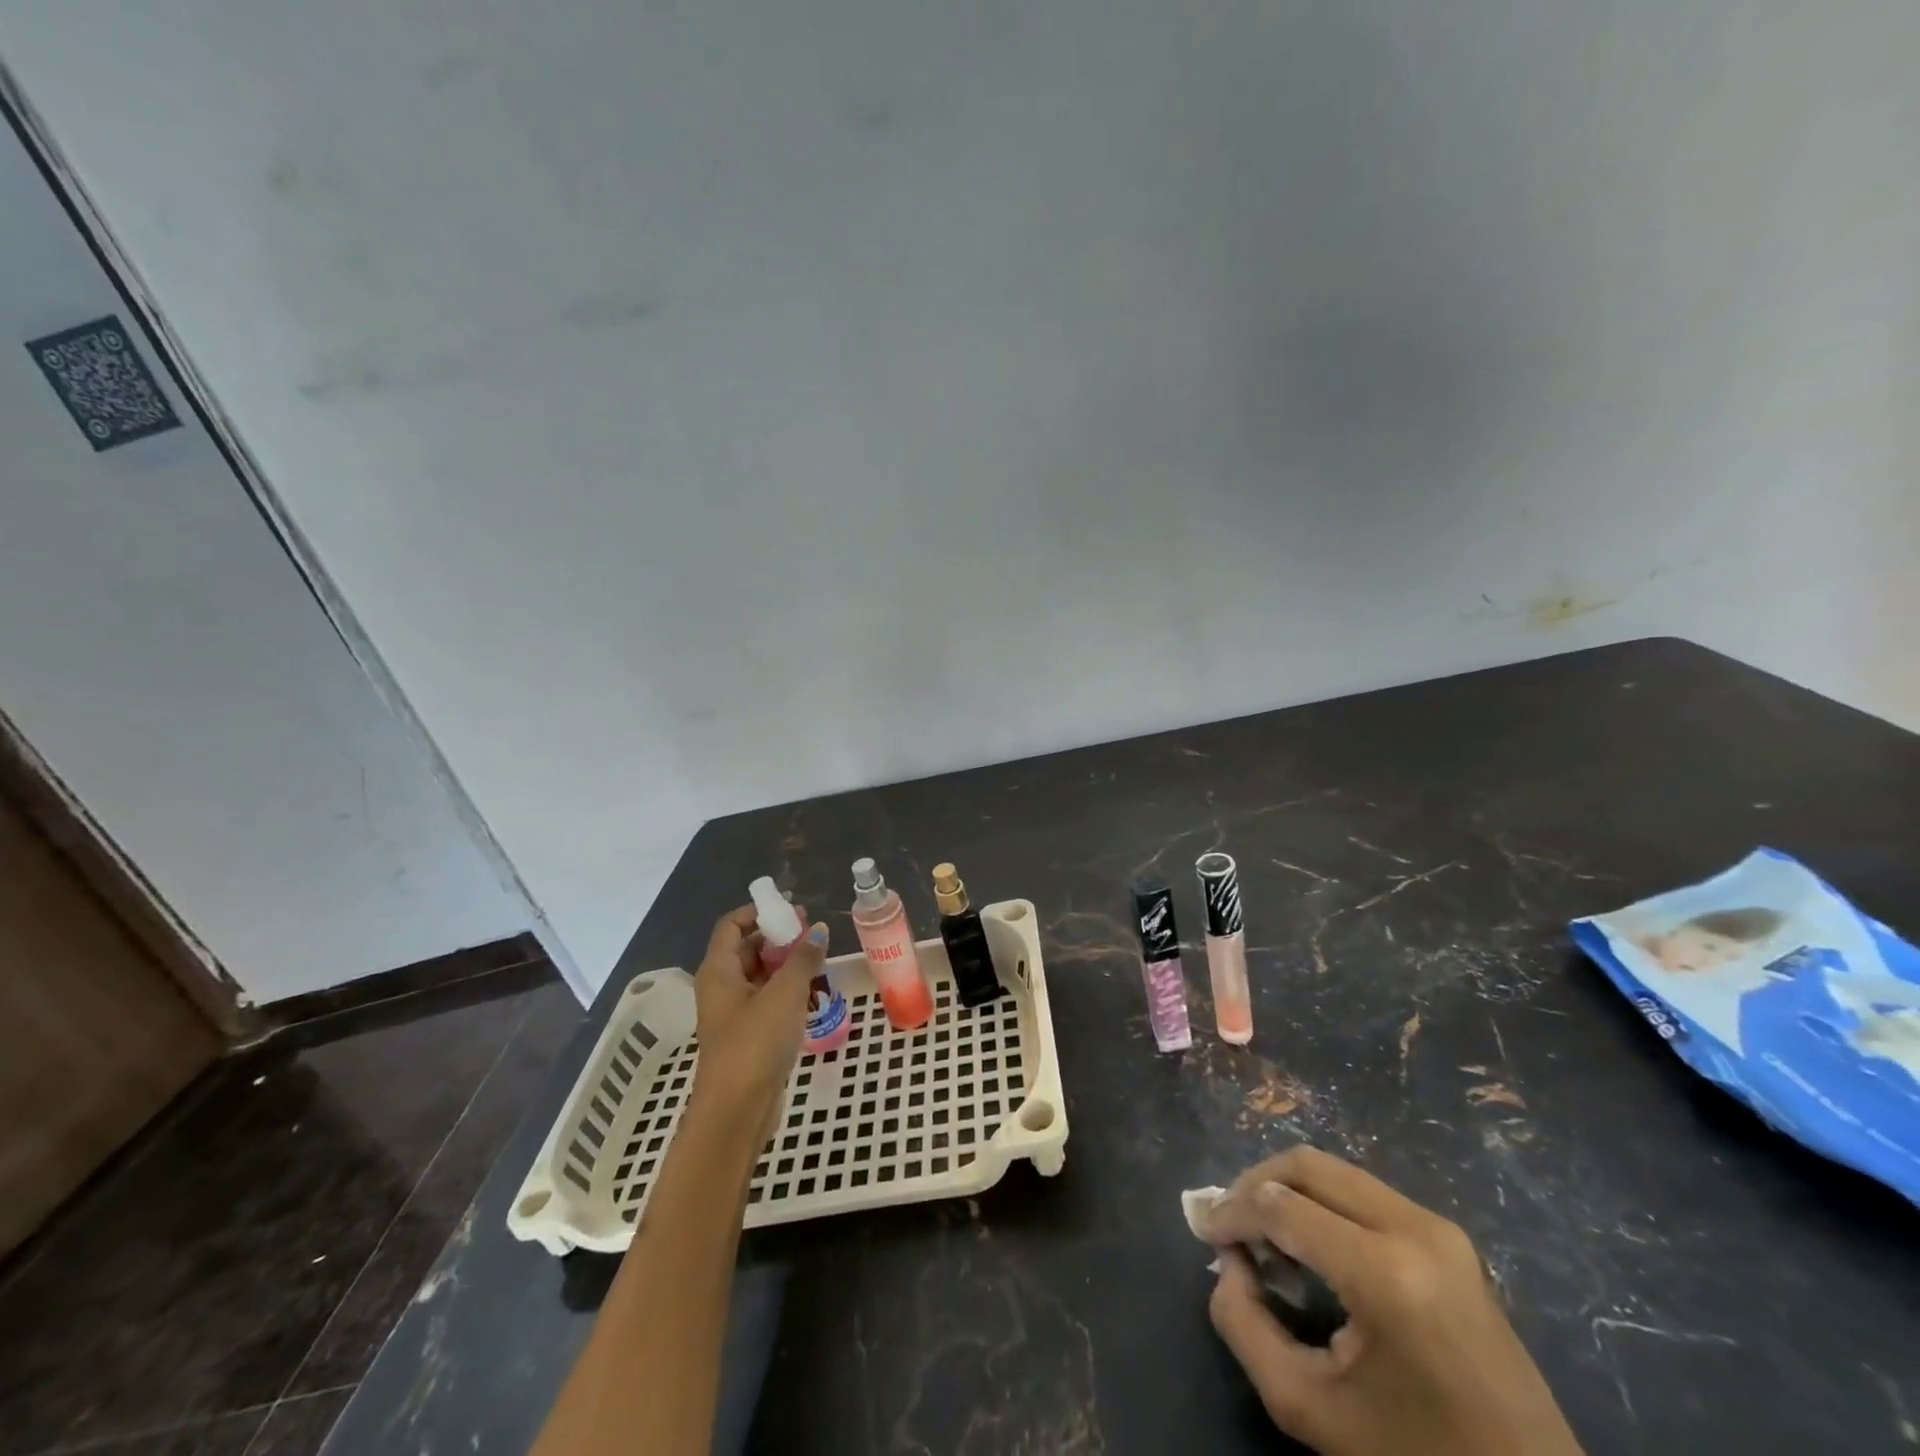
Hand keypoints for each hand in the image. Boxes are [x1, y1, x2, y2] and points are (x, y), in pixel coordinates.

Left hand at [689, 905, 827, 1128]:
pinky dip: (787, 991)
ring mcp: (733, 1013)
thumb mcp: (785, 994)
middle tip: (813, 934)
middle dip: (779, 938)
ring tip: (819, 961)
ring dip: (787, 965)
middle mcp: (721, 987)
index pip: (731, 925)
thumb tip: (818, 930)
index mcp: (718, 971)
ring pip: (760, 976)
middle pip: (747, 948)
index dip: (758, 912)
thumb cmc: (755, 1044)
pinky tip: (813, 993)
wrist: (736, 1112)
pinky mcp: (748, 1036)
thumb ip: (803, 958)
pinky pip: (767, 1000)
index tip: (791, 910)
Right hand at [1203, 1147, 1582, 1455]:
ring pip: (1333, 1169)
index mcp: (1385, 1273)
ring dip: (1286, 1188)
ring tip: (1262, 1233)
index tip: (1203, 1232)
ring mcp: (1437, 1226)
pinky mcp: (1447, 1235)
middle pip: (1307, 1165)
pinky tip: (1308, 1242)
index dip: (1231, 1212)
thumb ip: (1245, 1326)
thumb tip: (1228, 1262)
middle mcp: (1413, 1228)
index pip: (1281, 1207)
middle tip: (1227, 1222)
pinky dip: (1320, 1201)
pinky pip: (1362, 1191)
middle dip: (1254, 1184)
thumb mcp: (1309, 1408)